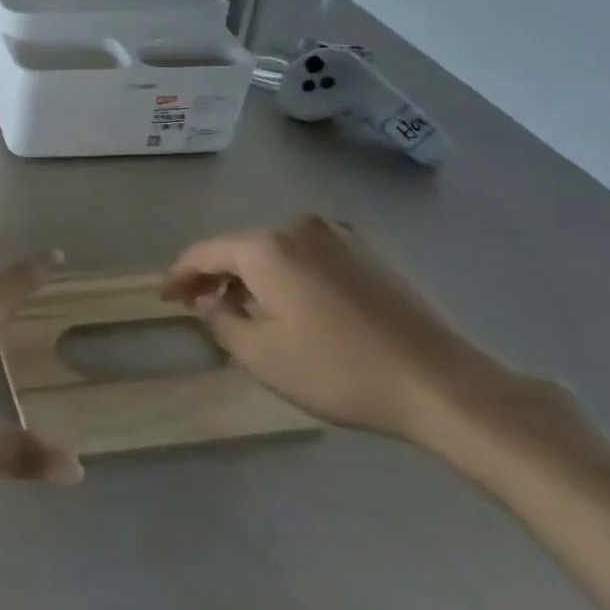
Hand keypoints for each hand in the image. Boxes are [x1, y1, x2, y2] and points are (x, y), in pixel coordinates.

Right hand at [161, 215, 512, 439]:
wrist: (444, 383)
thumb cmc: (340, 370)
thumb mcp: (261, 355)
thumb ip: (219, 320)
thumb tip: (210, 299)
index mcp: (267, 247)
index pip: (205, 252)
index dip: (179, 275)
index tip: (166, 298)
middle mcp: (300, 226)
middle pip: (242, 247)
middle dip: (218, 276)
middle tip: (203, 307)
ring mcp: (341, 234)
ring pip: (277, 250)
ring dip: (255, 276)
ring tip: (249, 310)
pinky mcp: (372, 250)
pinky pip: (311, 254)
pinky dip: (290, 274)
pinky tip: (296, 305)